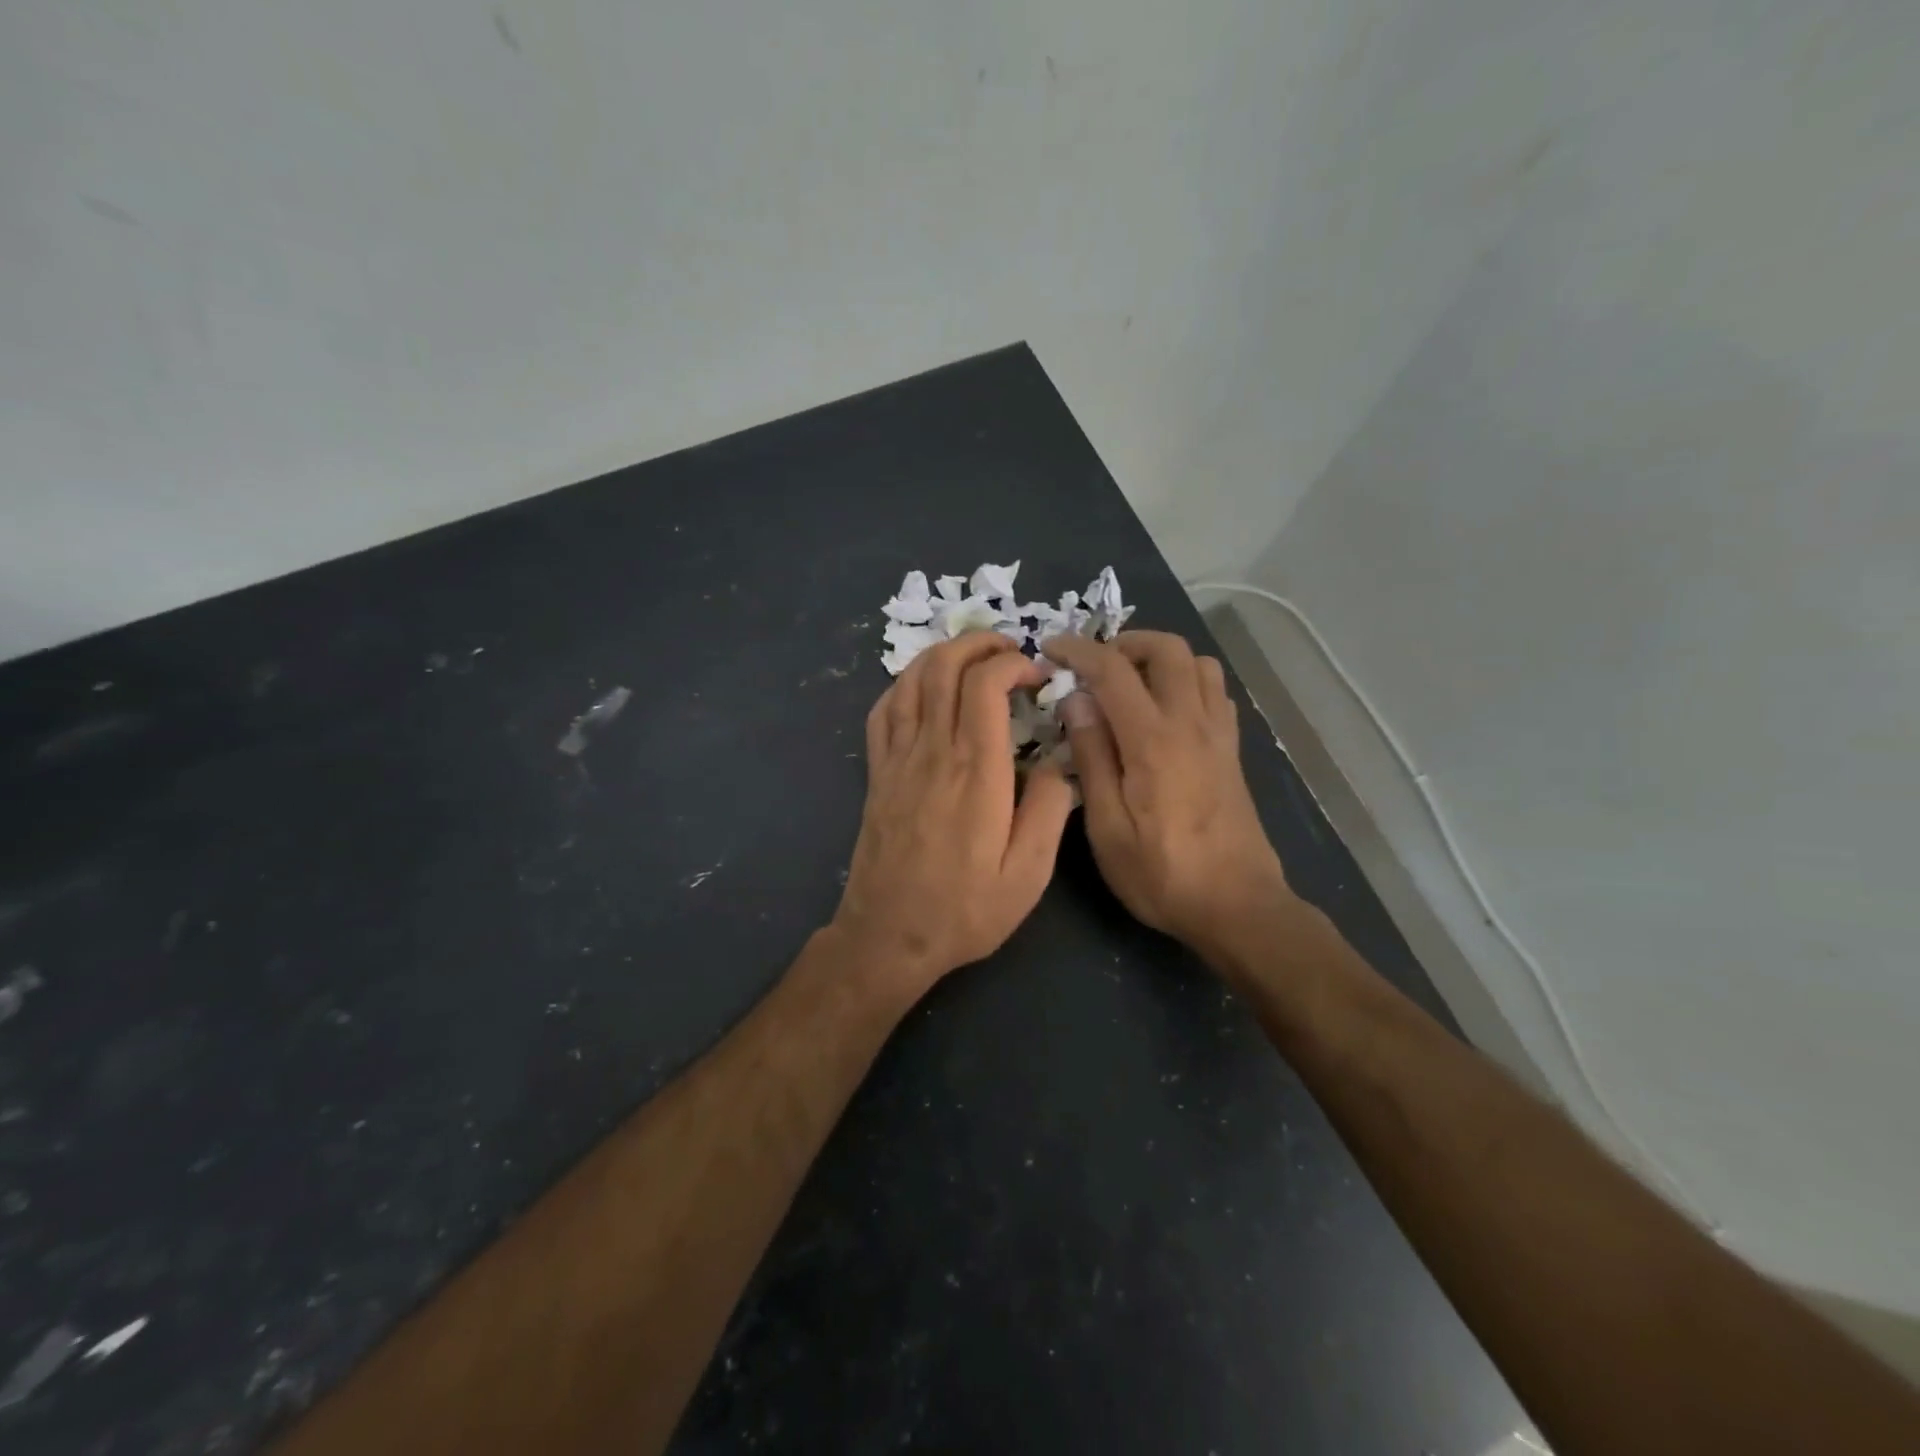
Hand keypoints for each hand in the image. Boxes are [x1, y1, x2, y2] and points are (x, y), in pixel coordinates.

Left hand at [833, 633, 1075, 995]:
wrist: (888, 936)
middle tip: (1009, 650)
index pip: (984, 684)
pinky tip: (923, 689)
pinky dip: (904, 685)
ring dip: (942, 655)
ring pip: (910, 681)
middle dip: (978, 643)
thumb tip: (1054, 763)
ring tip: (972, 658)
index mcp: (975, 771)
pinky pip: (883, 710)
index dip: (1012, 663)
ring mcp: (897, 759)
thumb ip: (1048, 811)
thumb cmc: (964, 909)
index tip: (1037, 676)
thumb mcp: (1027, 875)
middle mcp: (932, 752)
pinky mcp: (877, 774)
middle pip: (944, 668)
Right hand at [1040, 631, 1289, 948]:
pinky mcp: (1232, 750)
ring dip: (1161, 658)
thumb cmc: (1161, 874)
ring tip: (1130, 682)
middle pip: (1168, 649)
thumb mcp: (1107, 827)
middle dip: (1126, 642)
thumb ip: (1091, 757)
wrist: (1237, 906)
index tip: (1052, 648)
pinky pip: (1214, 692)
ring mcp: (1218, 734)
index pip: (1113, 670)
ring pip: (1199, 663)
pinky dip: (1187, 680)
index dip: (1079, 650)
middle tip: (1094, 665)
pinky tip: (1165, 710)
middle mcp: (1191, 723)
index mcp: (1152, 740)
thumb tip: (1076, 701)